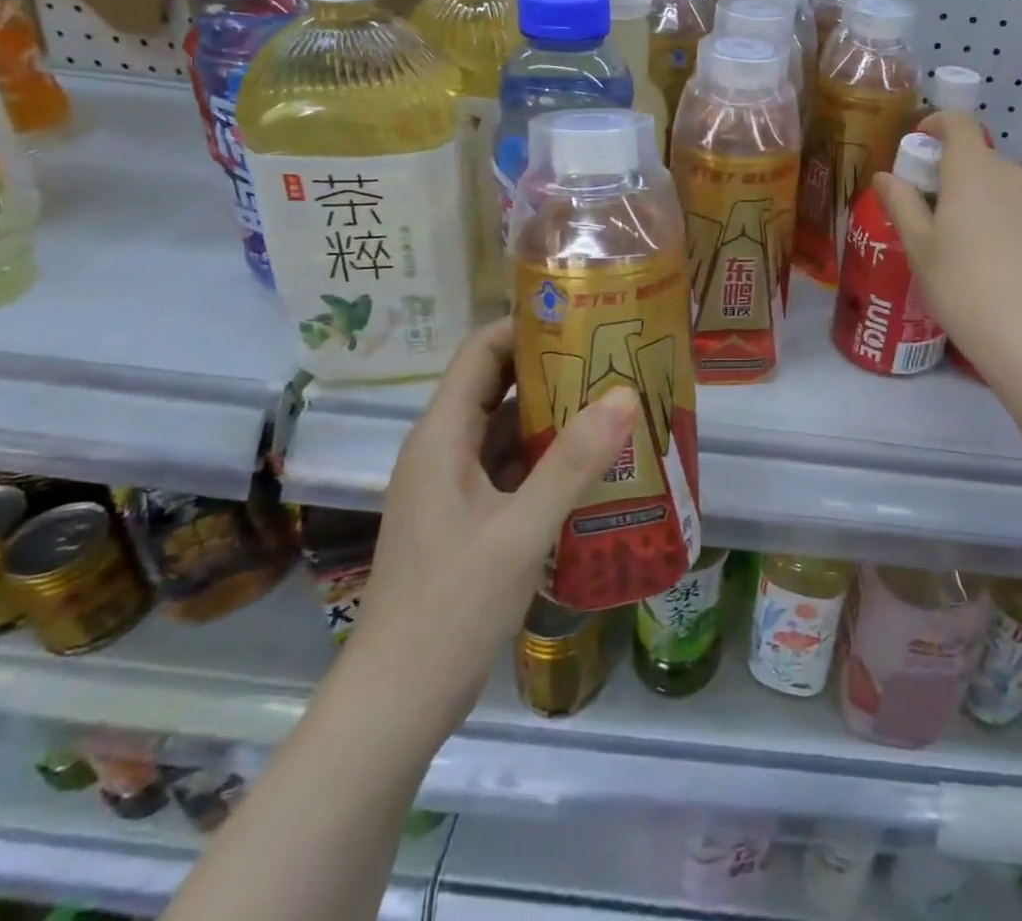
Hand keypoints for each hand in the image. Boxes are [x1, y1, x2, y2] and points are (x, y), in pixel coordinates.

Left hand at [345, 319, 637, 745]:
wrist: (396, 704)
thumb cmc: (450, 608)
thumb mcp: (520, 531)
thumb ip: (573, 462)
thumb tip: (625, 393)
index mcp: (441, 436)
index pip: (482, 352)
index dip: (528, 326)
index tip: (585, 317)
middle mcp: (443, 450)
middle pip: (497, 385)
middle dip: (553, 367)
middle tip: (614, 356)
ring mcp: (455, 486)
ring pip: (505, 429)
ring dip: (555, 414)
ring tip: (615, 400)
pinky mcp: (469, 517)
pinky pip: (511, 467)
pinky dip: (548, 457)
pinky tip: (594, 462)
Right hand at [876, 112, 1021, 381]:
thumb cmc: (961, 285)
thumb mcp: (919, 246)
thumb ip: (901, 203)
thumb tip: (884, 176)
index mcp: (972, 169)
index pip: (958, 123)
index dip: (937, 123)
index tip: (919, 141)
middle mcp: (1010, 172)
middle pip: (977, 155)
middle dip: (950, 168)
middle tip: (928, 204)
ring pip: (999, 181)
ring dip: (976, 192)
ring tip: (958, 233)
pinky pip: (1019, 203)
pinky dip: (999, 211)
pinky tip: (989, 250)